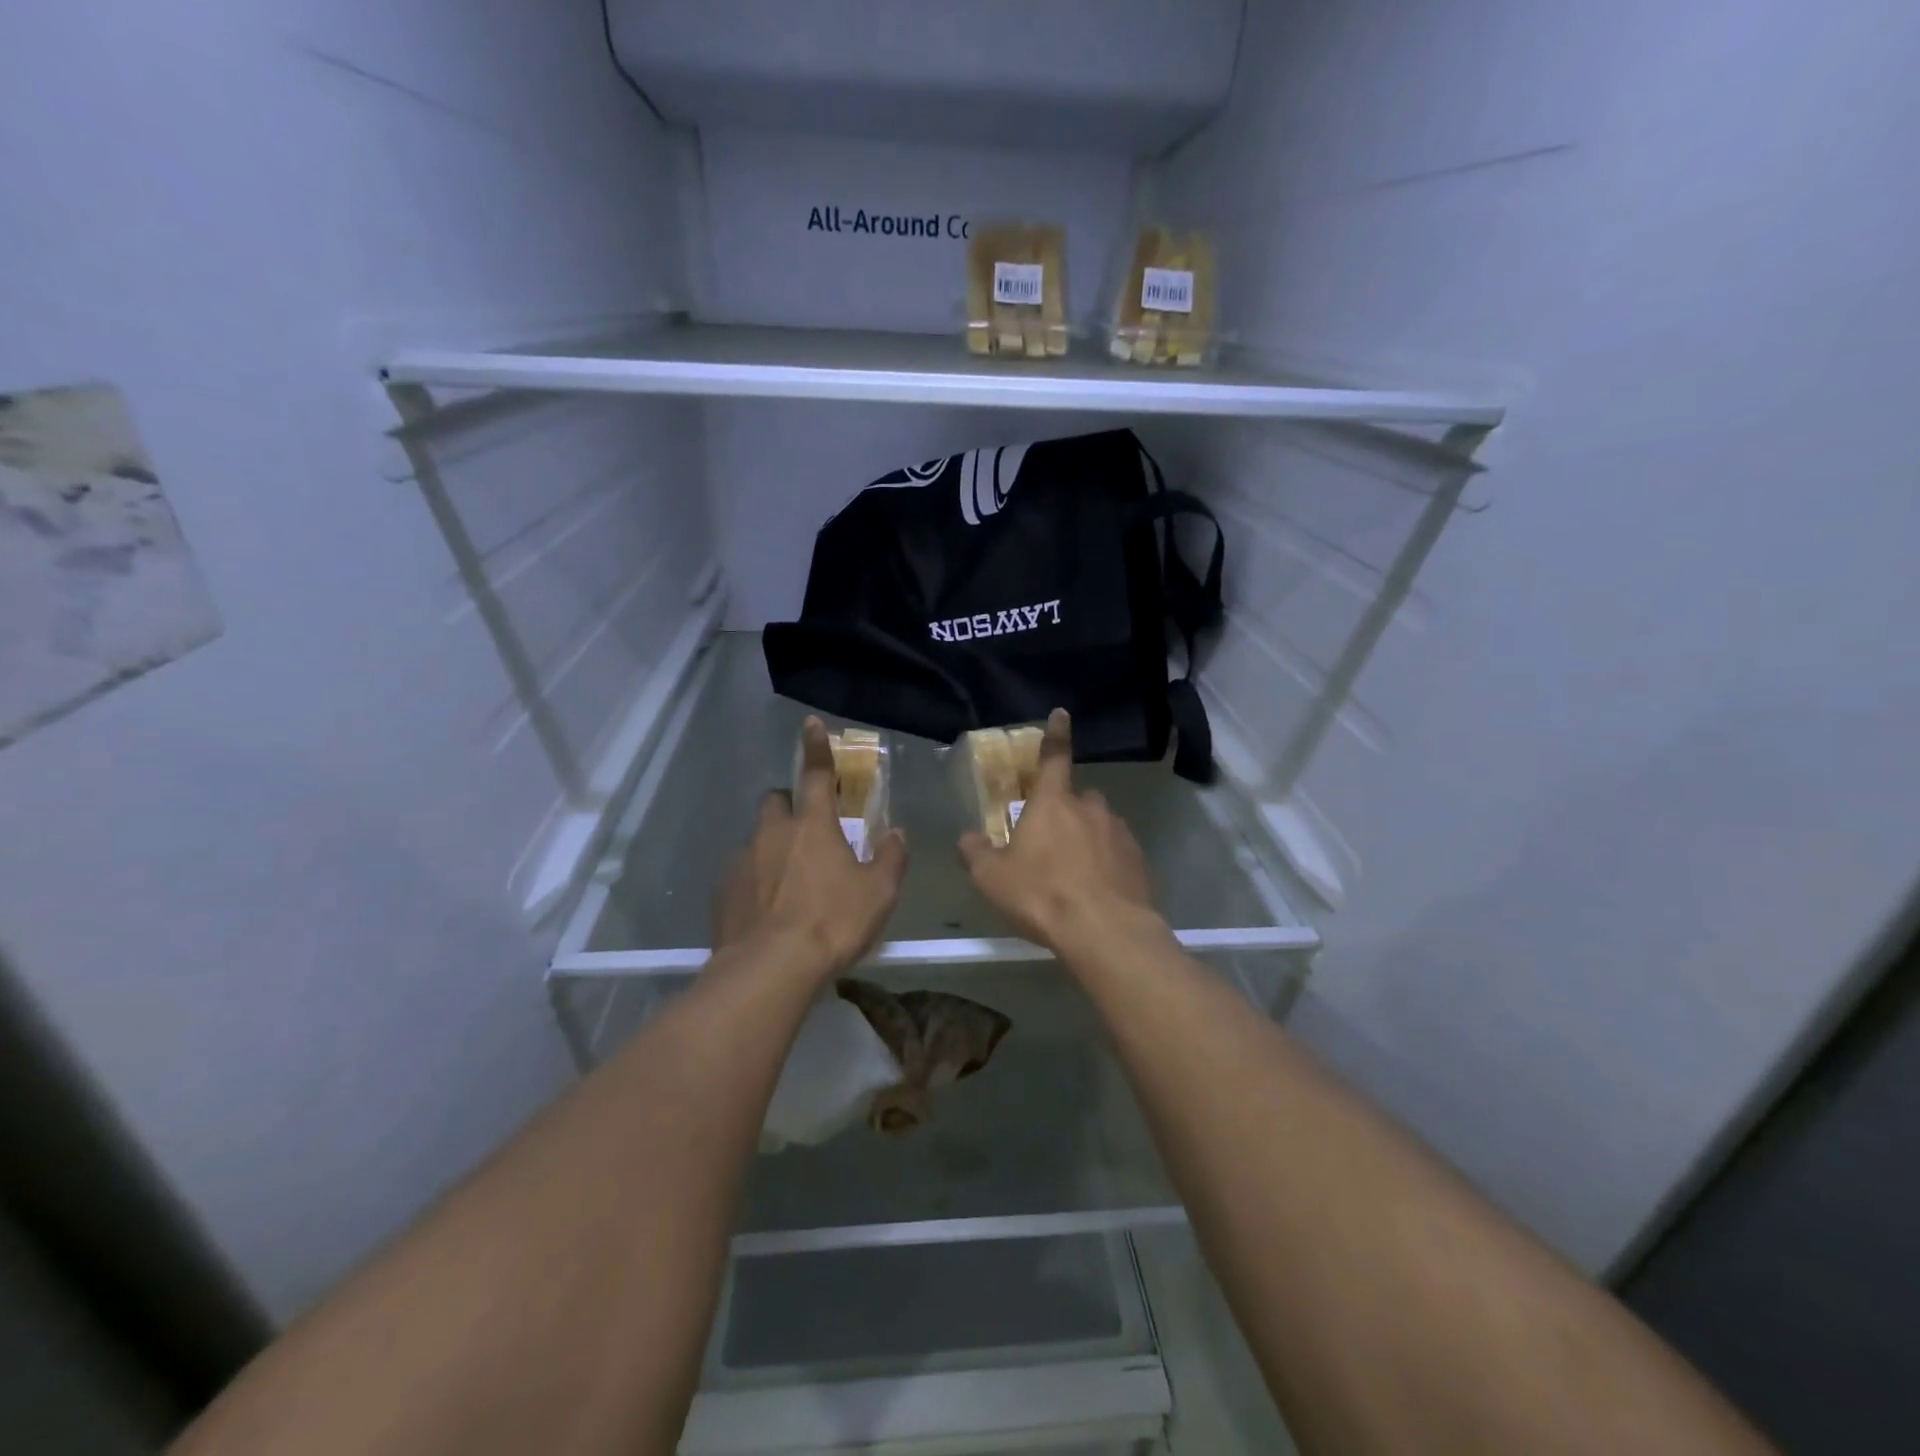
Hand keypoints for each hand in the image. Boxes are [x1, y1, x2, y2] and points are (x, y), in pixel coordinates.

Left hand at [713, 717, 906, 977]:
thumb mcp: (879, 893)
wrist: (770, 969)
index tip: (810, 723)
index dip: (816, 747)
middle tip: (808, 832)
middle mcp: (773, 833)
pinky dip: (756, 881)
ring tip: (790, 883)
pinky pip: (742, 874)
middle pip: (776, 801)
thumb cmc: (833, 923)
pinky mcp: (723, 892)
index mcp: (813, 826)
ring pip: (757, 839)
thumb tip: (895, 833)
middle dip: (790, 806)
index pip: (816, 774)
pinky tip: (768, 910)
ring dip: (773, 847)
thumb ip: (890, 857)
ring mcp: (743, 861)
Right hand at [958, 709, 1162, 954]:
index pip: (1054, 757)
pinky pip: (1116, 852)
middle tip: (1048, 846)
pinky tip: (1095, 892)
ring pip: (1098, 826)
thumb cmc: (1042, 894)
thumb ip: (975, 852)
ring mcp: (1119, 832)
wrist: (1104, 931)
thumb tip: (967, 839)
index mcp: (1053, 802)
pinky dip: (1106, 864)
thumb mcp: (991, 877)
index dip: (1056, 734)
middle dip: (1064, 813)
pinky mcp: (1138, 859)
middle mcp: (1090, 808)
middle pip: (1075, 799)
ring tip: (1072, 876)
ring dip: (1086, 840)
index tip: (1062, 713)